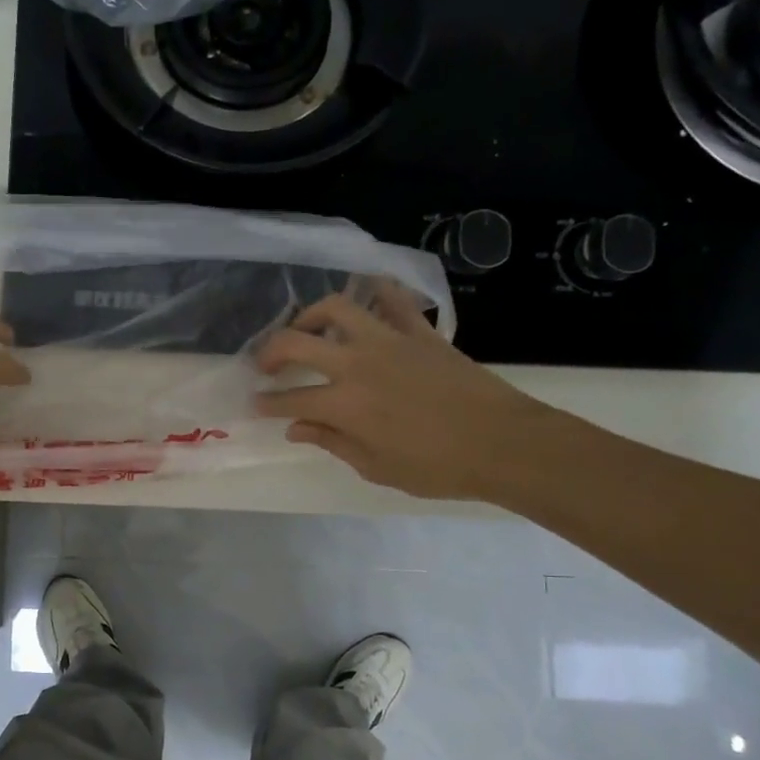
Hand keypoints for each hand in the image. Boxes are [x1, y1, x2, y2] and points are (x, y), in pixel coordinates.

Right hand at [254, 286, 552, 501]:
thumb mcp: (376, 467)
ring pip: (338, 307)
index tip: (255, 405)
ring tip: (307, 327)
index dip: (267, 404)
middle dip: (271, 352)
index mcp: (344, 405)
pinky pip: (394, 299)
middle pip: (297, 342)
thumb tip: (297, 428)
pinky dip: (377, 291)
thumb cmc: (438, 467)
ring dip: (312, 314)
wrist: (504, 443)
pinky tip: (367, 296)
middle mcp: (357, 364)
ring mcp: (390, 341)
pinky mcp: (420, 332)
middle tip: (265, 365)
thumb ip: (332, 442)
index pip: (290, 400)